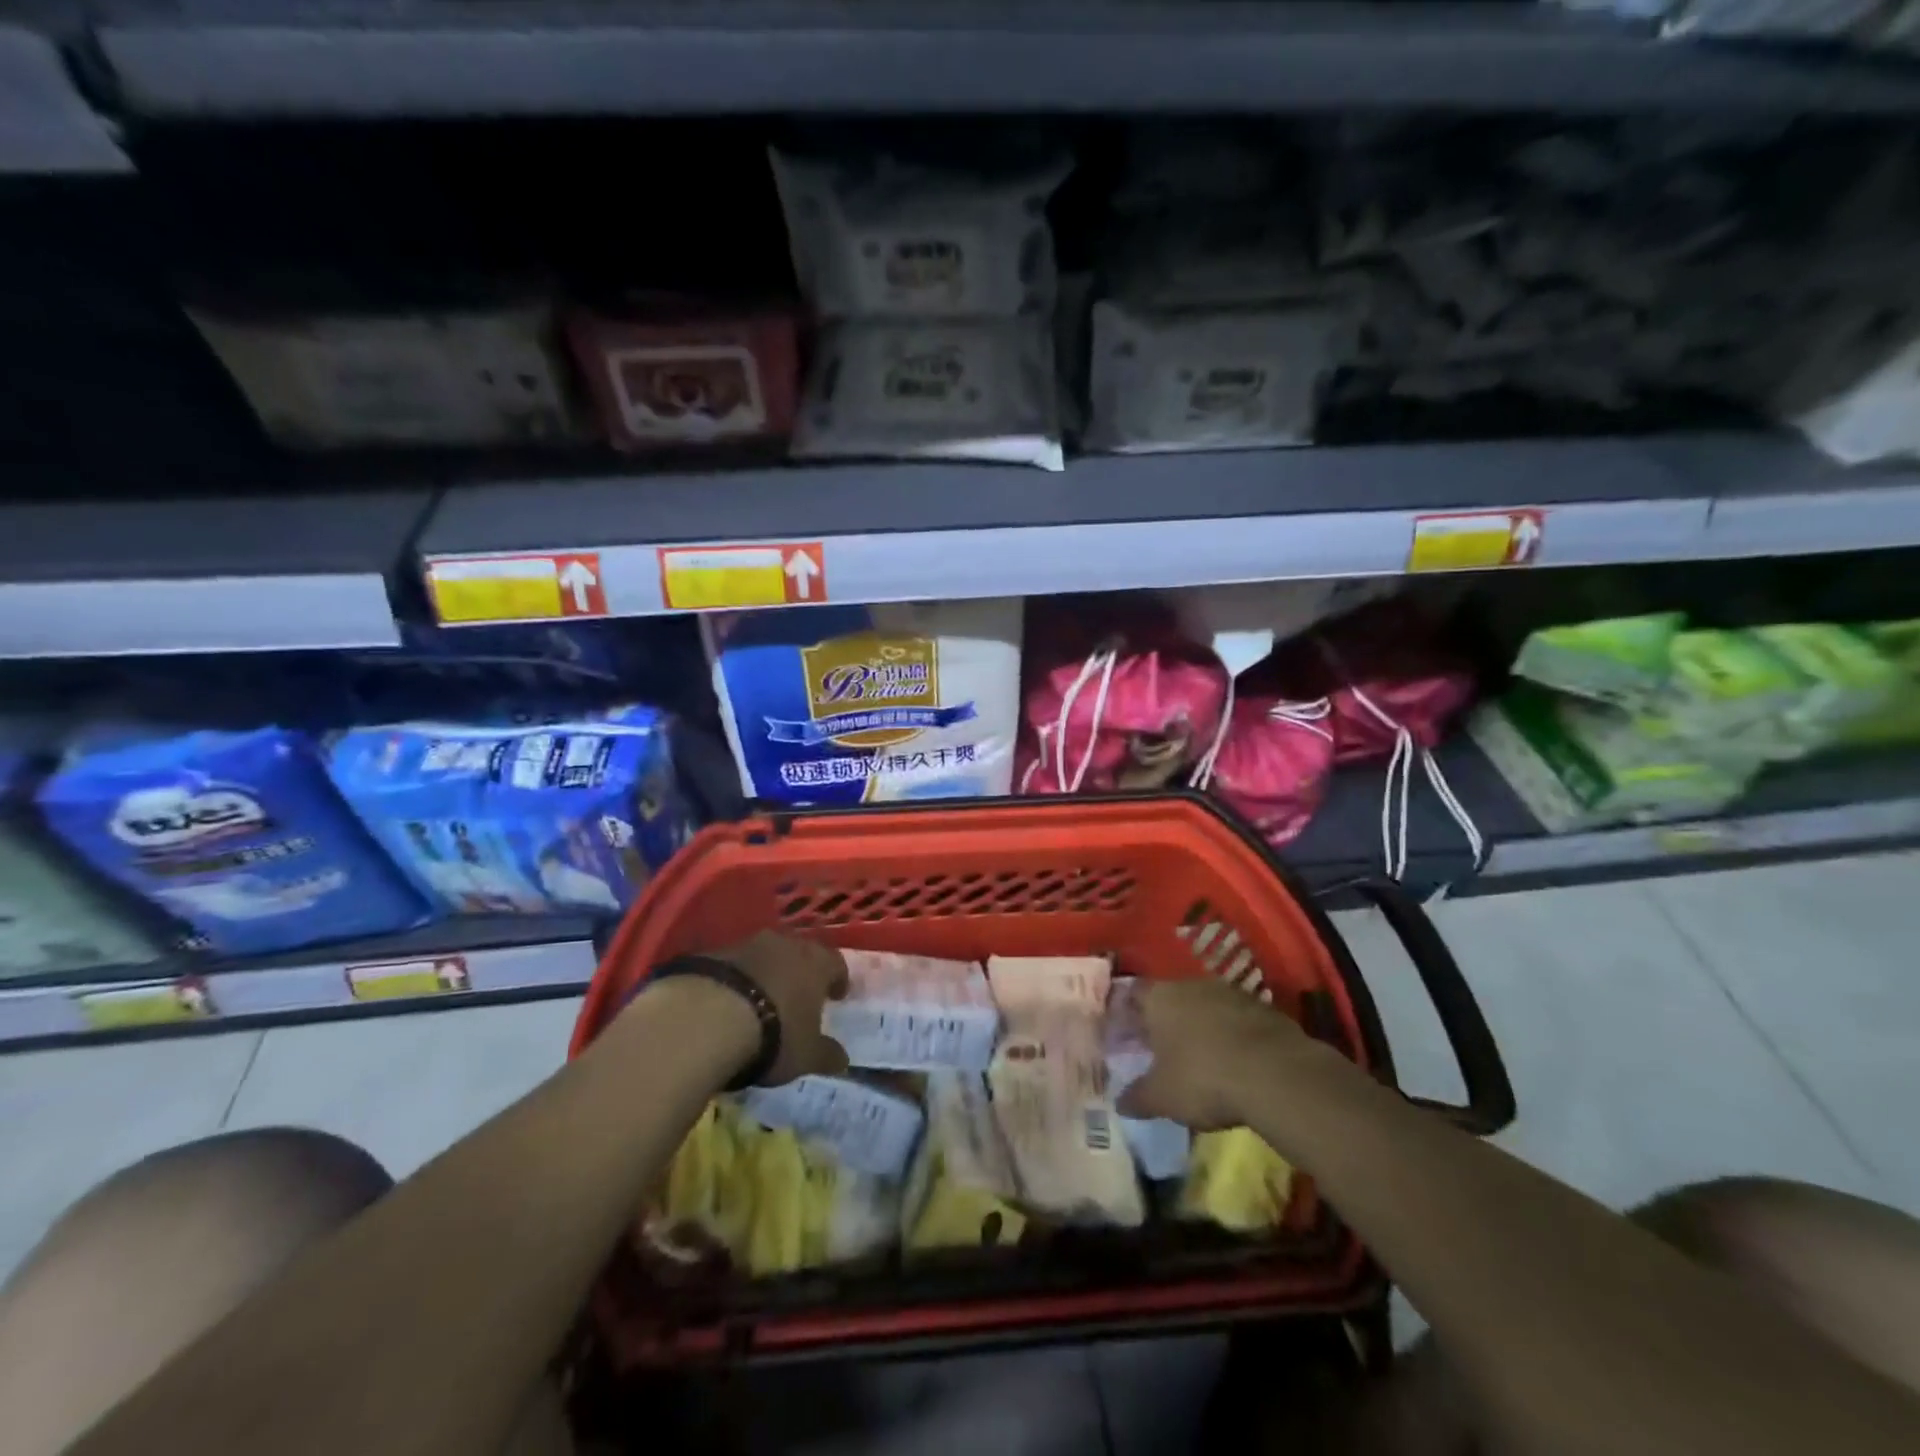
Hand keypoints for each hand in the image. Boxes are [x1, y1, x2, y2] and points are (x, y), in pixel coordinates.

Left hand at [705, 932, 849, 1084]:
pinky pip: (732, 965)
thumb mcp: (806, 1055)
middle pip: (799, 954)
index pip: (836, 963)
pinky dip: (736, 980)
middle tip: (799, 996)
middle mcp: (785, 943)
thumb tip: (842, 1059)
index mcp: (816, 962)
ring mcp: (746, 944)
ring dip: (766, 973)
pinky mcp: (712, 953)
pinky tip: (729, 1002)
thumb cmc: (774, 1034)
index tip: (836, 996)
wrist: (708, 1017)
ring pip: (764, 956)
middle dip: (801, 973)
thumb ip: (826, 1054)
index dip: (838, 980)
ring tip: (761, 999)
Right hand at [1116, 976, 1343, 1129]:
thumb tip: (1119, 1103)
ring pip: (1205, 1005)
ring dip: (1200, 1025)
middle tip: (1159, 1046)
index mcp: (1159, 998)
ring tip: (1198, 1054)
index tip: (1124, 1032)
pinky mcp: (1263, 1008)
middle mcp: (1191, 985)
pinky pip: (1236, 1018)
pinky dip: (1231, 1035)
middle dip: (1164, 1019)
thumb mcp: (1162, 1097)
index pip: (1133, 994)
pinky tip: (1234, 1060)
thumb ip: (1137, 1097)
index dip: (1127, 1012)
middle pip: (1170, 997)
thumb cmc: (1204, 1079)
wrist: (1277, 1075)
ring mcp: (1230, 993)